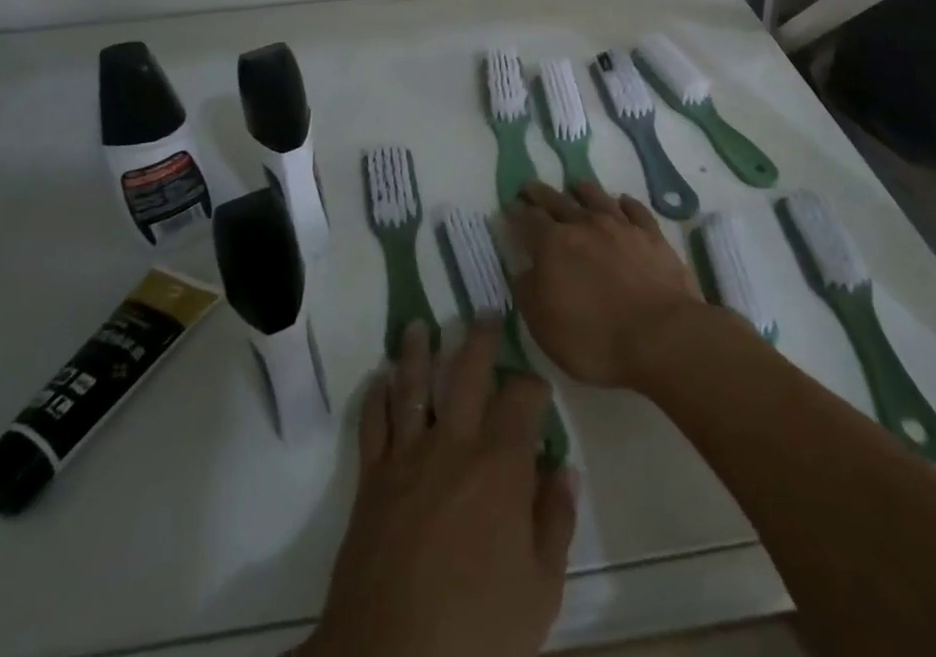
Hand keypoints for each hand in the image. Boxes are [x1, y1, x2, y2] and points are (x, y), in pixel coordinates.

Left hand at [304, 319, 576, 656]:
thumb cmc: (478, 631)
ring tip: (419, 324)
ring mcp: (408, 457)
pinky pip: (373, 424)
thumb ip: (554, 522)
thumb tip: (564, 469)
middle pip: (468, 373)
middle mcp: (454, 444)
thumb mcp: (540, 591)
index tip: (537, 386)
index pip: (521, 400)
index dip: (533, 385)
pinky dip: (375, 397)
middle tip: (484, 311)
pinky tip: (378, 378)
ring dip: (417, 350)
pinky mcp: (371, 479)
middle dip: (480, 339)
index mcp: (500, 466)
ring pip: (413, 385)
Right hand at [506, 181, 704, 388]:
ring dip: (584, 190)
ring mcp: (621, 227)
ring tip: (576, 184)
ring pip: (597, 198)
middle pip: (558, 201)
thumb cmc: (595, 338)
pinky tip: (623, 201)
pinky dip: (626, 203)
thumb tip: (523, 271)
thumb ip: (528, 293)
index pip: (528, 220)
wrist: (662, 336)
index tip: (510, 207)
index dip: (516, 213)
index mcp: (553, 245)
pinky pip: (636, 211)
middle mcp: (585, 225)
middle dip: (541, 193)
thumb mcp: (545, 326)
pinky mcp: (652, 236)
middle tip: (531, 186)